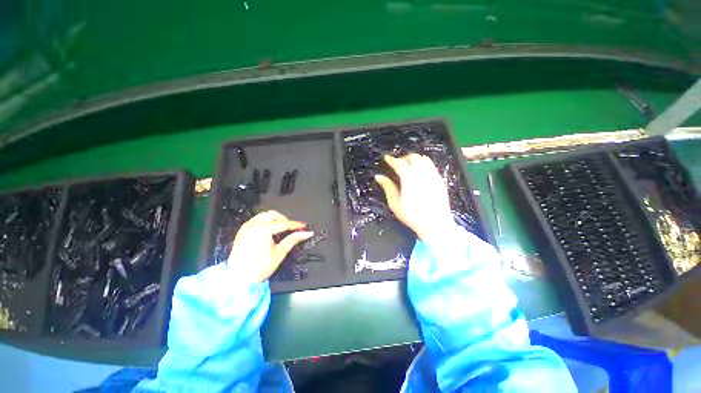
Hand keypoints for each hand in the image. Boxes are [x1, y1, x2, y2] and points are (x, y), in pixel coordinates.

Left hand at [227, 210, 313, 282]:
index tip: (304, 226)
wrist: (238, 280)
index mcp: (263, 229)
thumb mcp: (280, 252)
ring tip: (281, 230)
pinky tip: (269, 232)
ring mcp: (246, 227)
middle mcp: (253, 225)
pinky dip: (265, 223)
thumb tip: (308, 233)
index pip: (284, 224)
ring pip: (264, 216)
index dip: (295, 225)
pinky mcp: (242, 232)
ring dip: (274, 220)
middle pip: (273, 215)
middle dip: (284, 220)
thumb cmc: (261, 267)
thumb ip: (293, 239)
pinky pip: (256, 221)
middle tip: (291, 229)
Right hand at [374, 154, 453, 241]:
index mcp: (409, 178)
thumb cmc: (412, 216)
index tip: (387, 158)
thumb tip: (379, 176)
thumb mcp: (395, 203)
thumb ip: (387, 187)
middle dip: (403, 158)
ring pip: (424, 159)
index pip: (399, 163)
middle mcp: (422, 174)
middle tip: (397, 164)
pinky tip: (420, 172)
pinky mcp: (440, 180)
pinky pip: (432, 166)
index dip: (392, 159)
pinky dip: (424, 164)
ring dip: (414, 159)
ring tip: (408, 166)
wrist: (435, 224)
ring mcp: (433, 176)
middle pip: (413, 157)